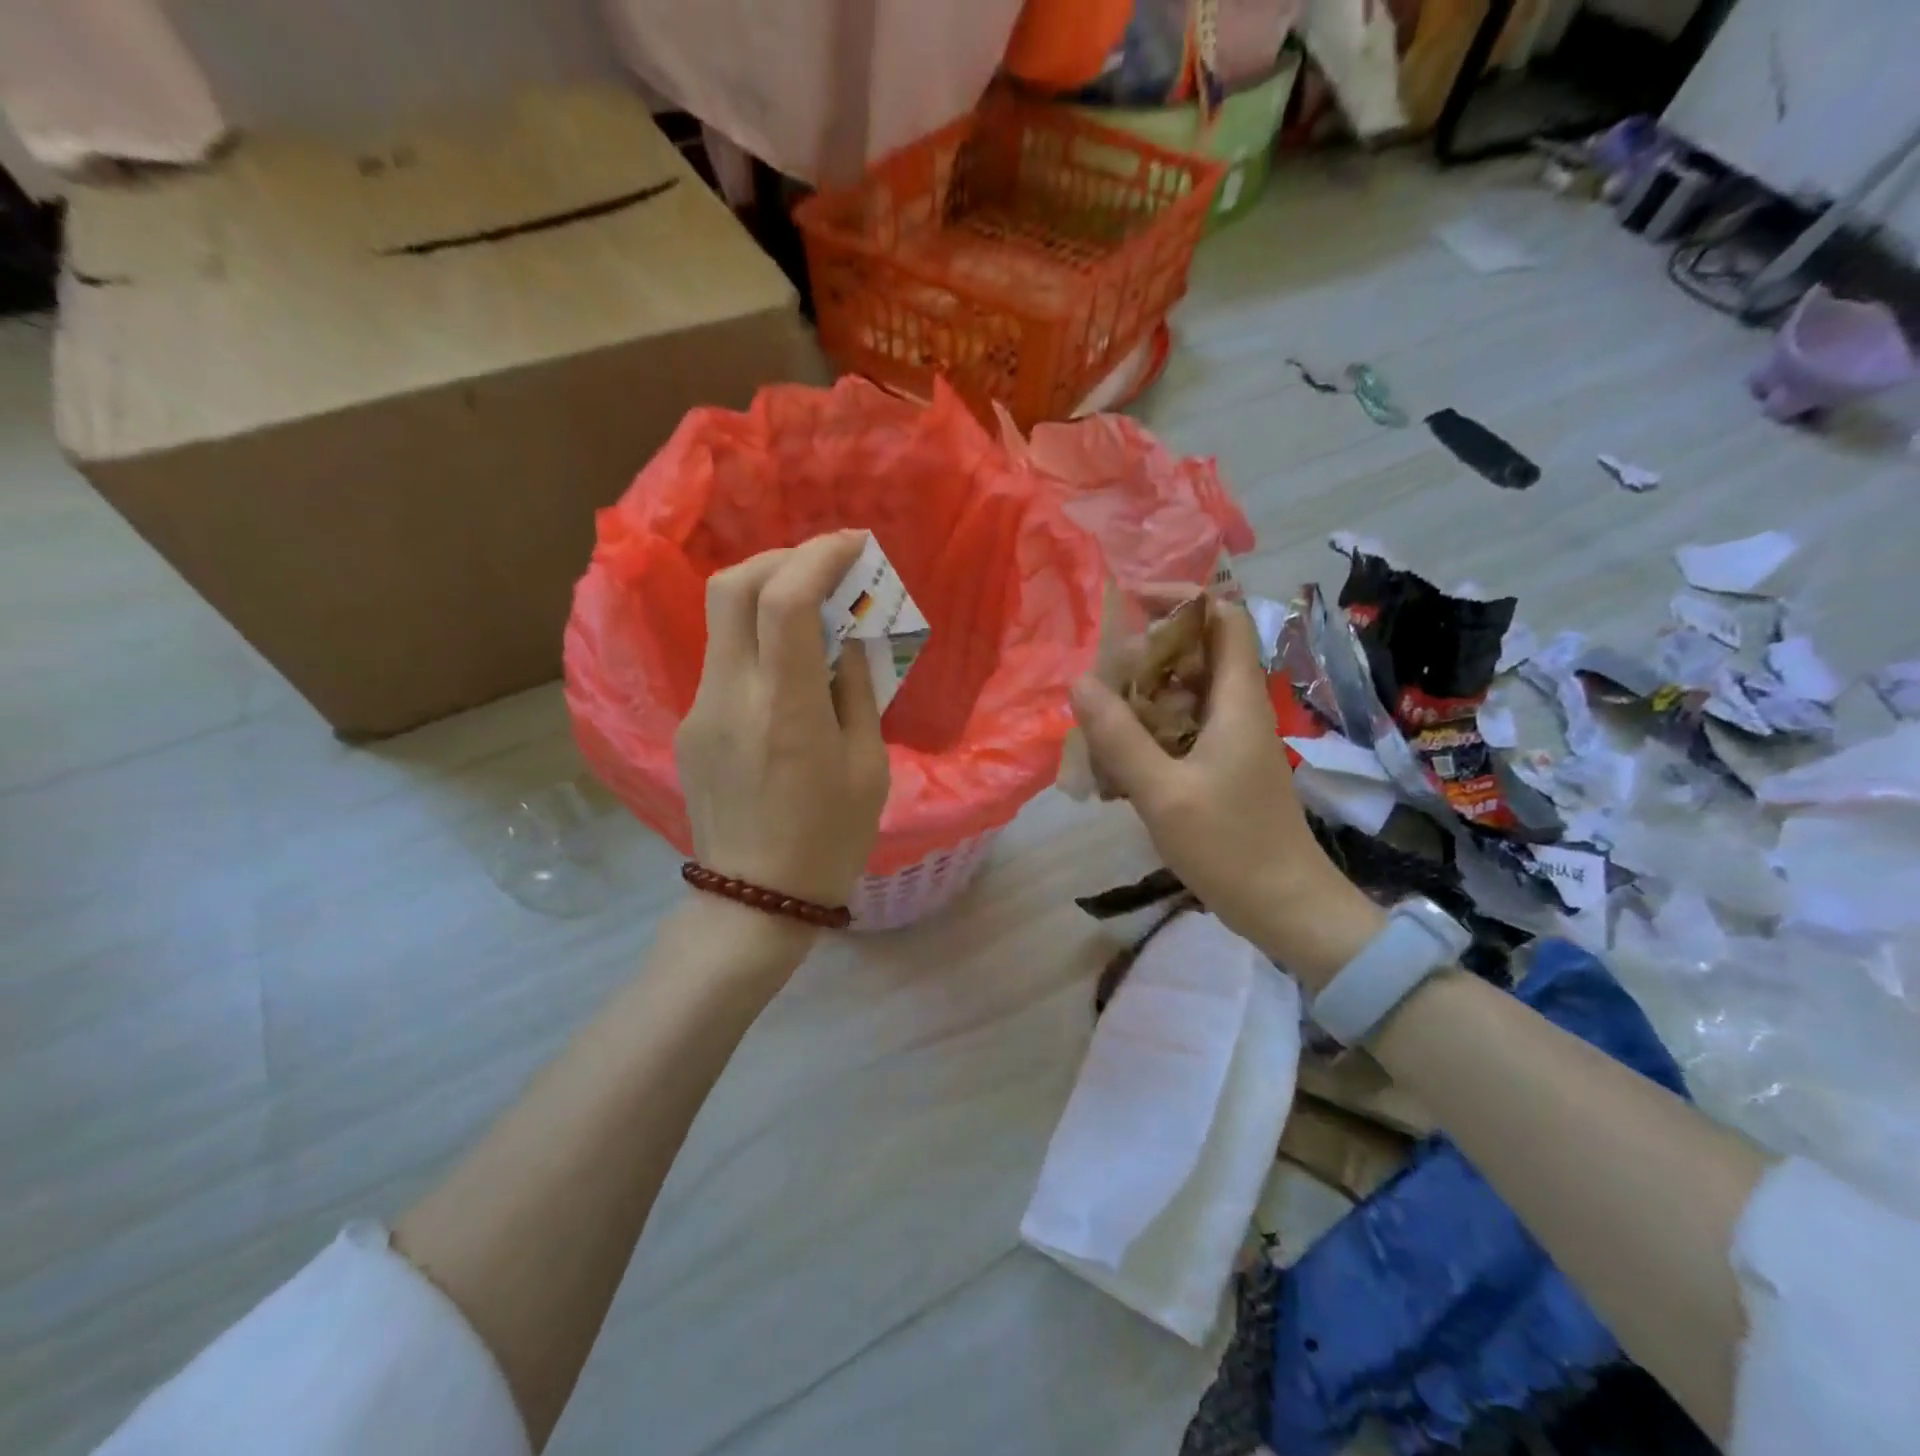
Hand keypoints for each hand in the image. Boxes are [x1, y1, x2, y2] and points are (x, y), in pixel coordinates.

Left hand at [676, 532, 890, 921]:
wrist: (755, 899)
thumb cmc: (830, 840)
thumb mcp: (869, 767)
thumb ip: (858, 691)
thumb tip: (849, 638)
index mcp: (786, 709)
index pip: (786, 599)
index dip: (819, 556)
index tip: (854, 543)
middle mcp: (732, 696)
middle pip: (733, 586)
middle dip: (782, 558)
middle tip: (825, 567)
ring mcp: (702, 709)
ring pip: (721, 619)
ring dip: (767, 595)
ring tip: (813, 611)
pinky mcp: (691, 725)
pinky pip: (724, 659)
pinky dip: (757, 639)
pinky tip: (788, 667)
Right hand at [1070, 601, 1383, 990]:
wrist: (1285, 907)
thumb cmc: (1231, 846)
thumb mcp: (1164, 792)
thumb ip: (1120, 736)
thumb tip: (1080, 682)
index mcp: (1236, 700)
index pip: (1223, 617)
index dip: (1182, 598)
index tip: (1131, 603)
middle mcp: (1236, 710)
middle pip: (1194, 655)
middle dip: (1143, 658)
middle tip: (1099, 683)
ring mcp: (1229, 740)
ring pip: (1180, 696)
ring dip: (1138, 702)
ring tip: (1097, 727)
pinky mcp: (1220, 767)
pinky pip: (1177, 732)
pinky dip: (1145, 737)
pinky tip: (1114, 770)